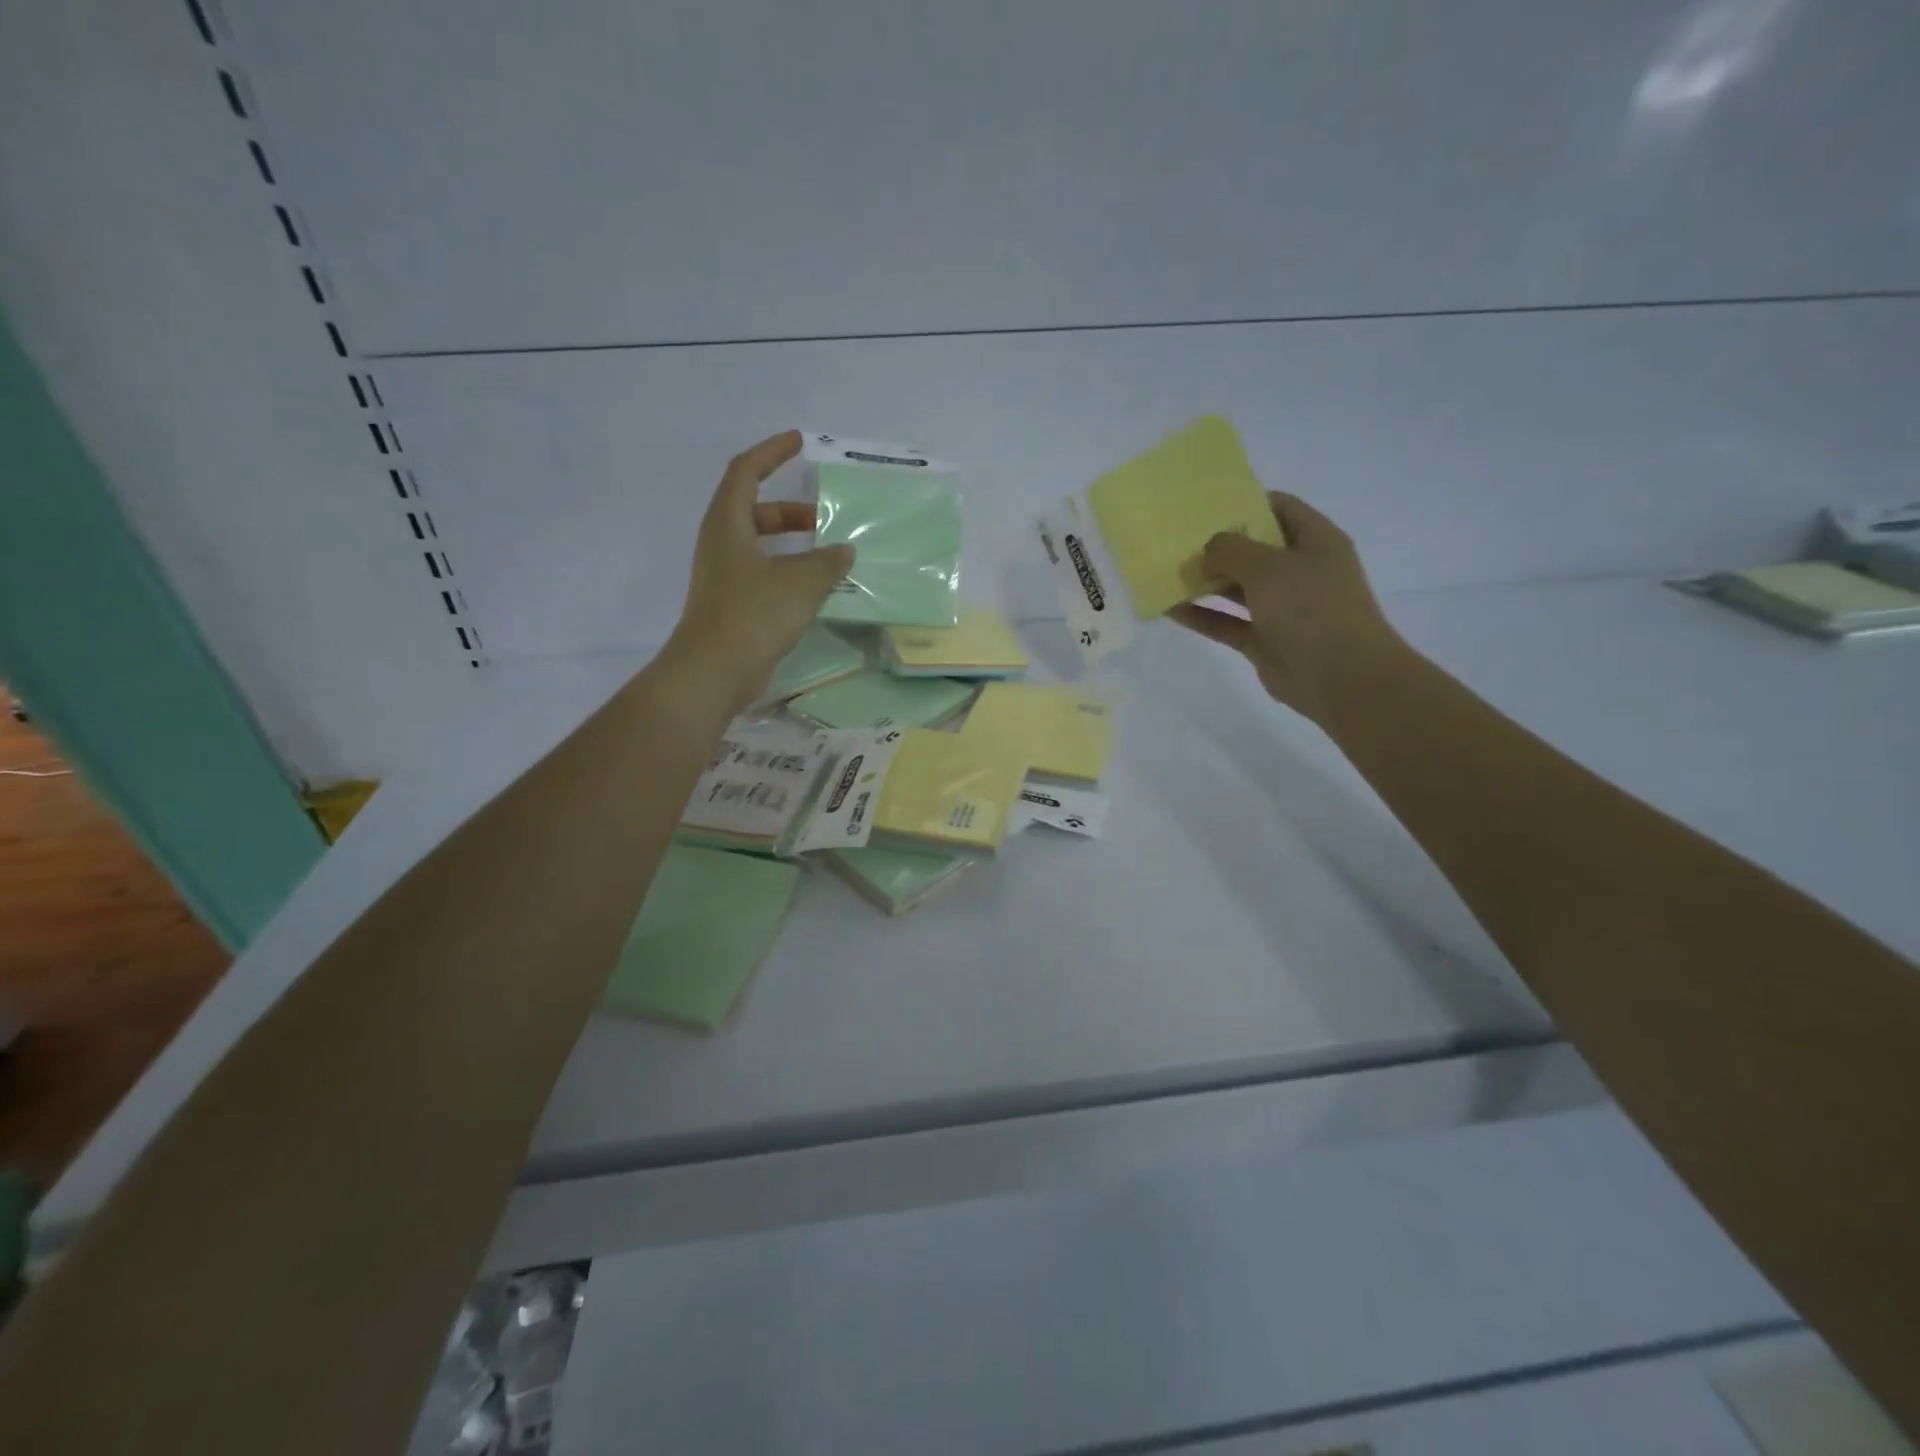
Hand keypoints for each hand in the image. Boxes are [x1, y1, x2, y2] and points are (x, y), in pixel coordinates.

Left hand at [663, 430, 853, 715]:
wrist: (714, 671)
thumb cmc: (752, 614)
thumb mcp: (799, 582)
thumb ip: (826, 562)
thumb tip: (844, 551)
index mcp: (728, 524)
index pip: (746, 471)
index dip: (772, 453)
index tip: (799, 442)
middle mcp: (721, 544)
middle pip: (754, 510)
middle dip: (790, 510)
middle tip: (825, 517)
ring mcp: (724, 576)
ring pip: (760, 545)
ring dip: (792, 544)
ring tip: (828, 555)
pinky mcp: (732, 604)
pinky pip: (764, 574)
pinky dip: (789, 571)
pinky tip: (816, 589)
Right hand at [1170, 492, 1403, 723]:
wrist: (1340, 676)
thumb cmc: (1310, 608)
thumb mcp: (1267, 566)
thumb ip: (1230, 550)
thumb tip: (1207, 552)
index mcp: (1315, 541)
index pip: (1280, 508)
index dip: (1246, 502)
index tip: (1207, 505)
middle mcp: (1300, 570)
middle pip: (1253, 549)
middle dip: (1217, 545)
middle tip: (1176, 540)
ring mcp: (1281, 607)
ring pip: (1236, 588)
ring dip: (1204, 582)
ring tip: (1167, 572)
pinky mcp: (1264, 639)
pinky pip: (1226, 622)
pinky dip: (1201, 616)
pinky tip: (1170, 609)